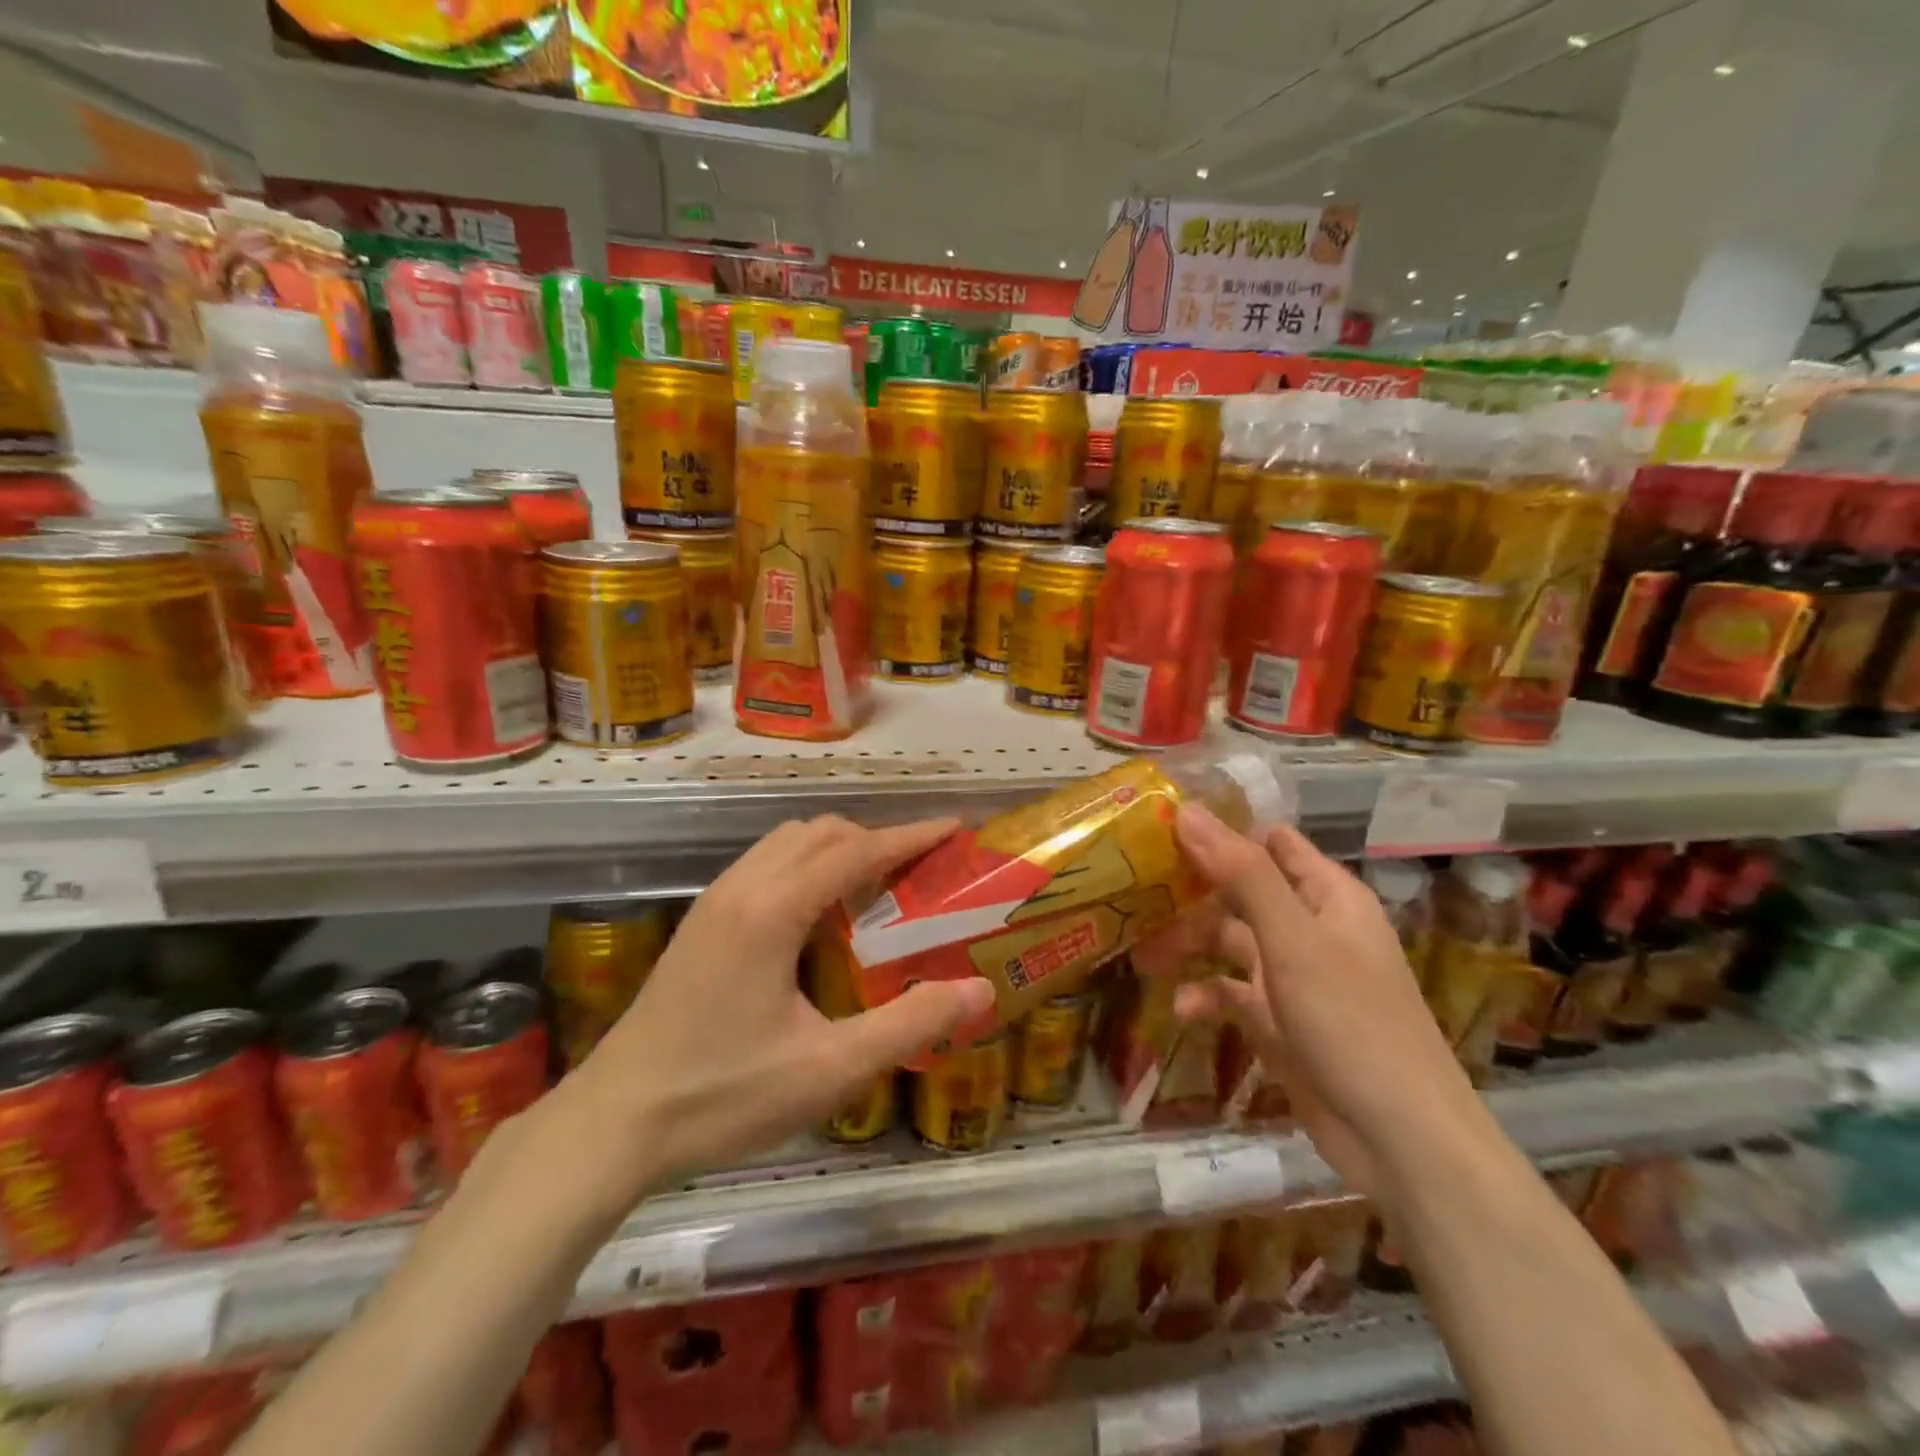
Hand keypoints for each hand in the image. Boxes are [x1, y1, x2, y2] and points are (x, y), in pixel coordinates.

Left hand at [567, 816, 994, 1189]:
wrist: (613, 1123)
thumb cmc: (723, 1096)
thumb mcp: (829, 1068)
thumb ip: (910, 1024)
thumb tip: (980, 991)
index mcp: (773, 910)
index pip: (856, 850)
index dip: (910, 836)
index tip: (954, 828)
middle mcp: (742, 887)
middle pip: (821, 831)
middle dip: (876, 837)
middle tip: (920, 870)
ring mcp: (714, 901)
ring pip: (788, 842)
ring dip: (838, 848)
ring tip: (877, 886)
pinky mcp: (701, 921)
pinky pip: (766, 864)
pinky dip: (807, 865)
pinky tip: (821, 916)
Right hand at [1135, 808, 1481, 1196]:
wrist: (1400, 1141)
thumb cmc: (1352, 1023)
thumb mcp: (1293, 940)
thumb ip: (1242, 873)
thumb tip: (1188, 811)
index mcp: (1326, 896)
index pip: (1268, 842)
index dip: (1220, 832)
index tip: (1160, 829)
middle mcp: (1309, 928)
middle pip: (1238, 892)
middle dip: (1189, 893)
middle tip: (1134, 891)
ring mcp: (1292, 976)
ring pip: (1227, 943)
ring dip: (1187, 947)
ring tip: (1142, 958)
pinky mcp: (1278, 1021)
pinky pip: (1231, 995)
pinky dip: (1206, 997)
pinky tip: (1182, 1009)